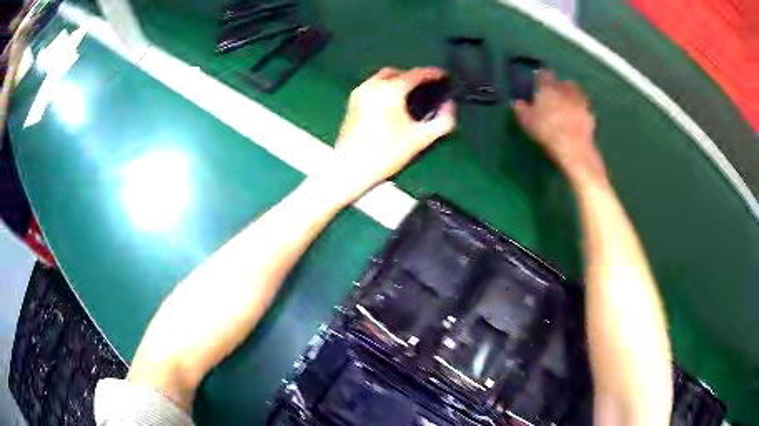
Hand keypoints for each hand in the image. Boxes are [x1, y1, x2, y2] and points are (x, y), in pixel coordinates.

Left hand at [317, 67, 455, 200]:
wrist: (351, 168)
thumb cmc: (386, 153)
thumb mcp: (420, 139)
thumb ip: (442, 121)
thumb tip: (449, 107)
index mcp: (390, 90)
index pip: (416, 74)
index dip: (433, 73)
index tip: (444, 76)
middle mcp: (373, 85)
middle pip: (397, 72)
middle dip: (412, 77)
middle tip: (426, 88)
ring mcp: (359, 93)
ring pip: (381, 78)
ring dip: (397, 82)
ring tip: (409, 97)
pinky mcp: (351, 103)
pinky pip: (371, 87)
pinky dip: (384, 89)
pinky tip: (390, 105)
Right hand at [513, 71, 604, 182]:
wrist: (573, 145)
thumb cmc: (546, 130)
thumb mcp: (526, 121)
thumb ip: (521, 109)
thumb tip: (516, 101)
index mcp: (547, 88)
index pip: (543, 75)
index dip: (540, 76)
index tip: (537, 79)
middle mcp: (563, 89)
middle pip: (561, 81)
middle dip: (557, 84)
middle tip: (554, 92)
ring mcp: (578, 100)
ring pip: (575, 90)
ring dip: (571, 92)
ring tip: (567, 100)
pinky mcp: (589, 112)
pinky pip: (583, 104)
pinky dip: (580, 106)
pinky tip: (577, 114)